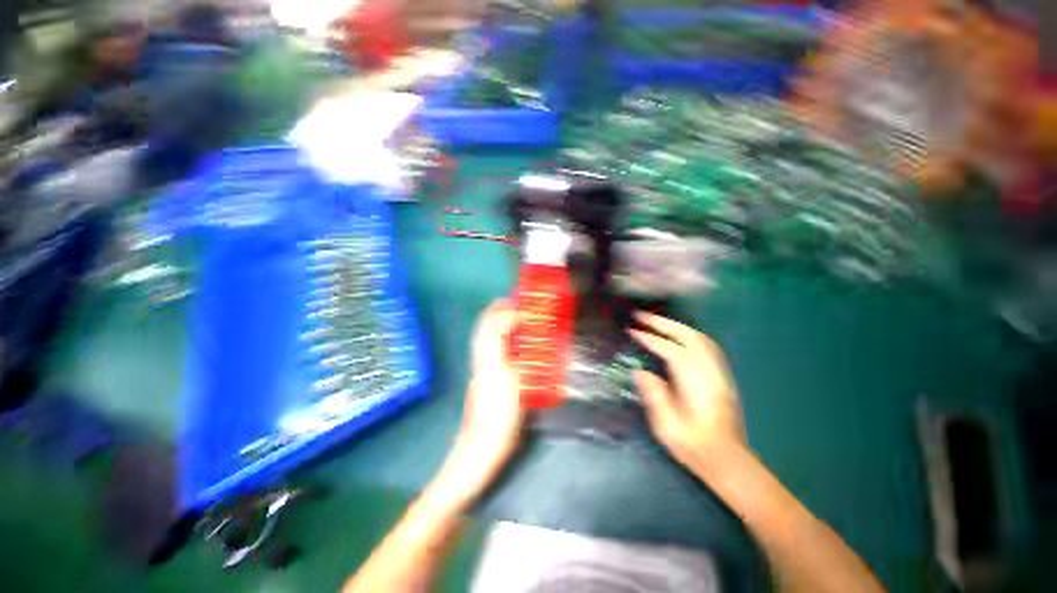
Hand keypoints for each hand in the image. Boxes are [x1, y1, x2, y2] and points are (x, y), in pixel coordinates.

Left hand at [434, 300, 524, 501]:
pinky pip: (486, 346)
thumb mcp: (517, 392)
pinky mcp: (481, 376)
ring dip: (495, 321)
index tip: (526, 312)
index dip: (508, 316)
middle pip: (483, 328)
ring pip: (483, 336)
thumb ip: (522, 366)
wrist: (478, 448)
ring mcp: (479, 369)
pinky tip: (507, 340)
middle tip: (513, 303)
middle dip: (496, 311)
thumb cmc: (500, 422)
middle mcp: (481, 361)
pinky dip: (495, 335)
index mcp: (490, 363)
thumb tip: (528, 349)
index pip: (494, 329)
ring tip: (511, 314)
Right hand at [629, 312, 744, 471]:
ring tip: (654, 321)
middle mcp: (711, 373)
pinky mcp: (722, 376)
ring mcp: (720, 373)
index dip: (650, 339)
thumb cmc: (695, 447)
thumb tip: (640, 371)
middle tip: (641, 315)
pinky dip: (688, 334)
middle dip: (663, 323)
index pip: (672, 351)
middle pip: (689, 337)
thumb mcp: (667, 427)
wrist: (728, 462)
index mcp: (696, 385)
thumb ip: (653, 395)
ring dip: (676, 326)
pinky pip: (706, 346)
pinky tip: (677, 336)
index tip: (632, 331)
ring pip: (700, 338)